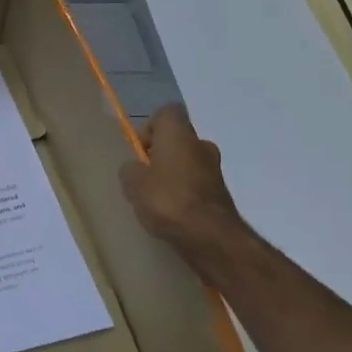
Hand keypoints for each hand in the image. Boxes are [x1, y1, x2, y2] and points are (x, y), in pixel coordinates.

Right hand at [119, 104, 255, 285]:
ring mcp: (215, 169)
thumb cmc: (168, 199)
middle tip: (144, 178)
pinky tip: (173, 214)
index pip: (166, 113)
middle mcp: (201, 144)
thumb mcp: (133, 183)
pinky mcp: (221, 194)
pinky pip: (196, 185)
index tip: (140, 152)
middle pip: (177, 140)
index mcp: (179, 133)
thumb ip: (130, 170)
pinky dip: (185, 194)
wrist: (211, 237)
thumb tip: (135, 168)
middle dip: (160, 155)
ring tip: (157, 201)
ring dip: (173, 175)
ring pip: (188, 163)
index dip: (149, 128)